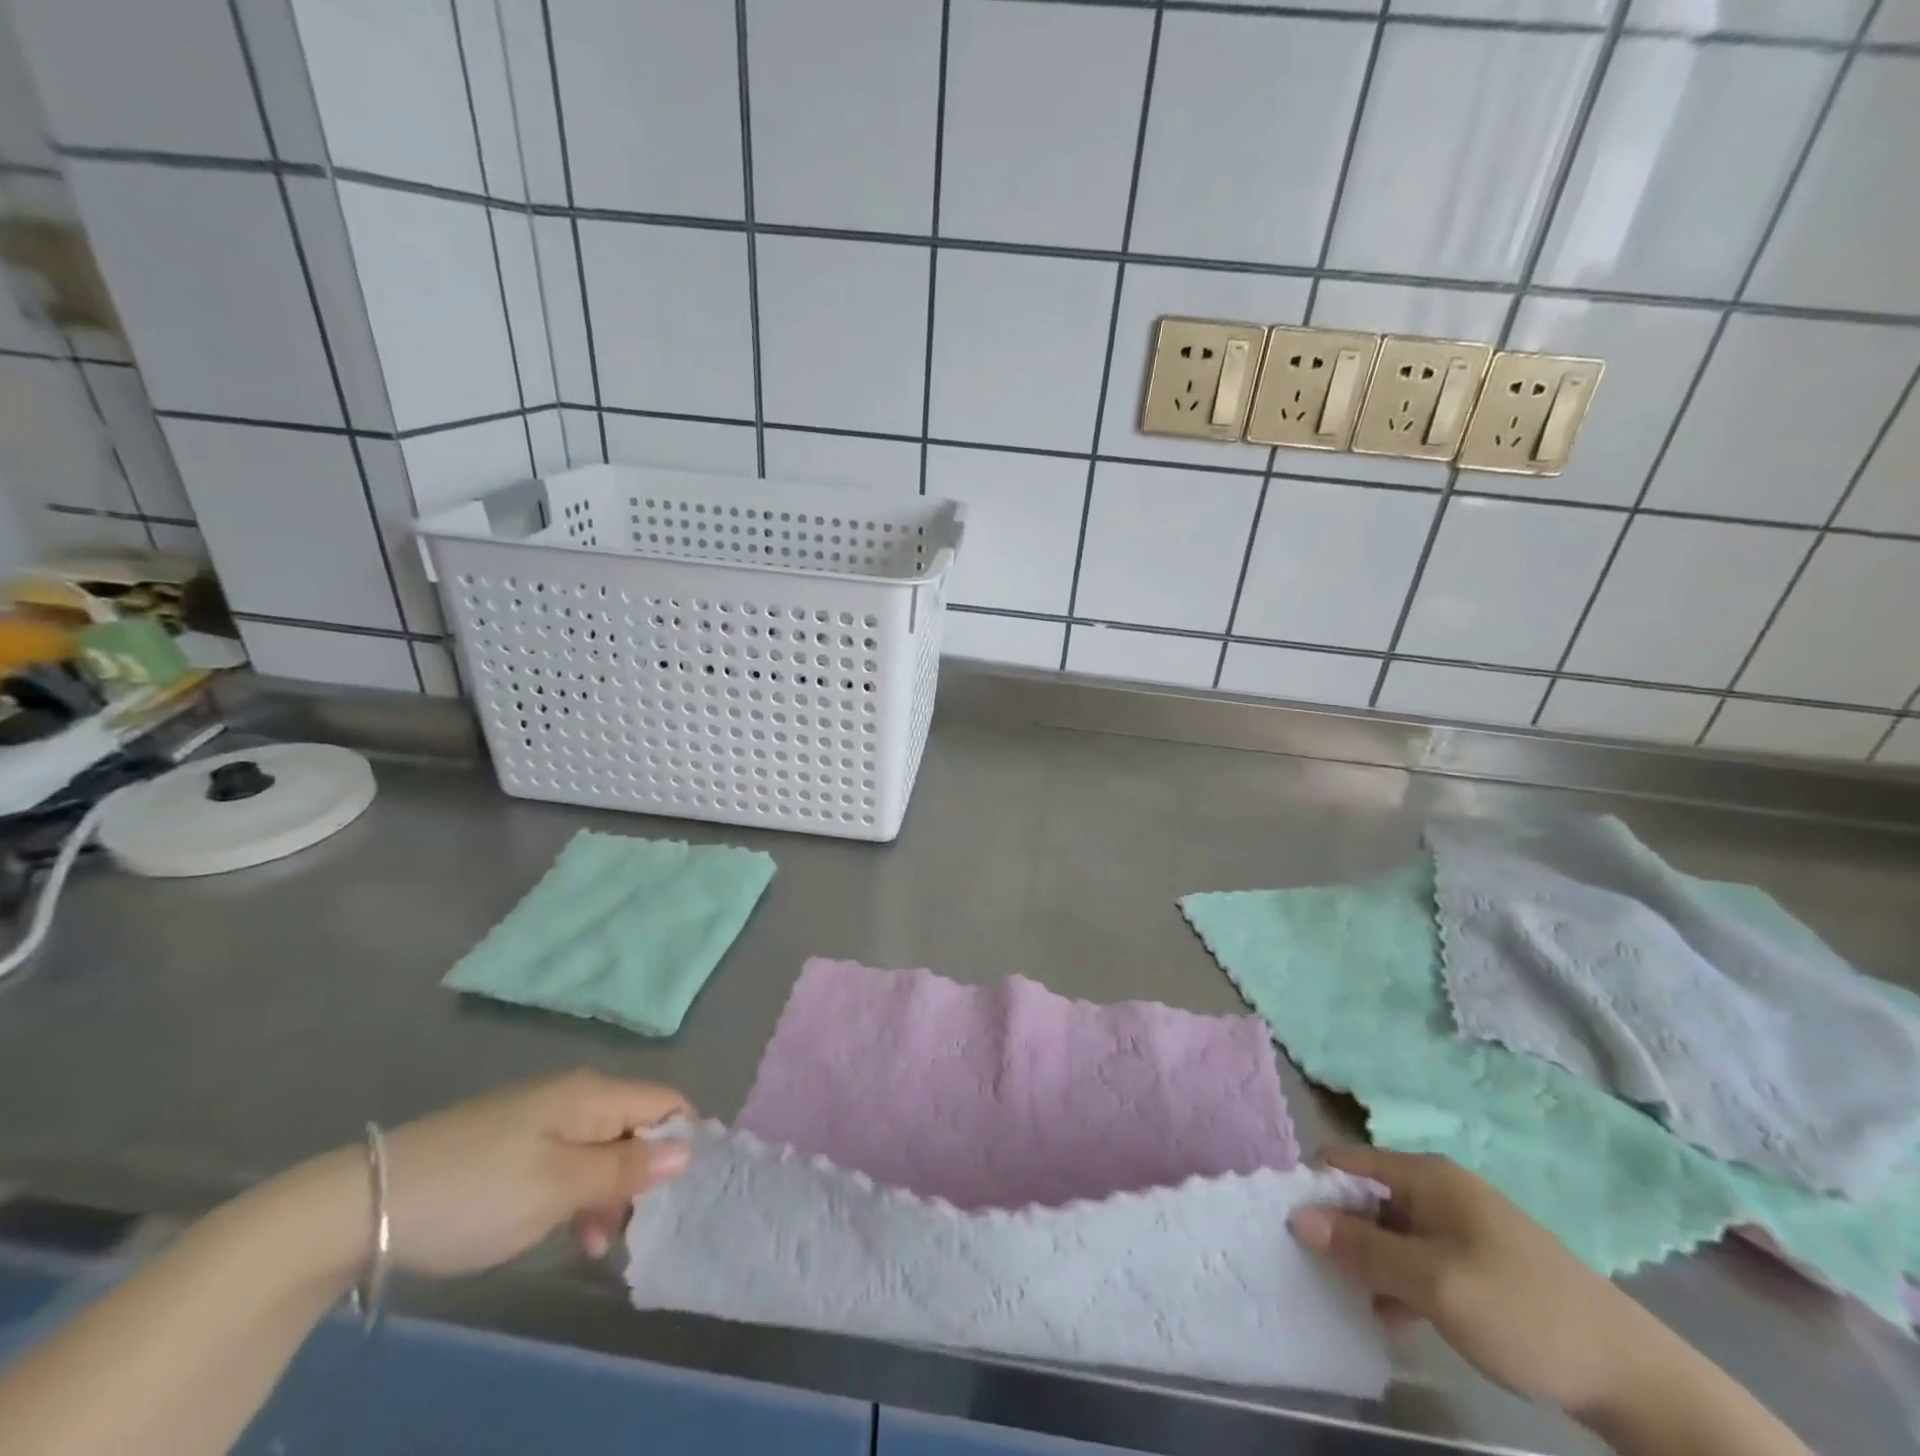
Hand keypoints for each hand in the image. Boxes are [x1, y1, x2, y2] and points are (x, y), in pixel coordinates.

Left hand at [292, 1070, 693, 1283]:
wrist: (362, 1204)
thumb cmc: (477, 1192)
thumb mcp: (560, 1187)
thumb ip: (626, 1169)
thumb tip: (688, 1149)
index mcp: (593, 1093)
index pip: (665, 1102)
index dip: (684, 1139)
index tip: (686, 1192)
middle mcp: (575, 1095)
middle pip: (635, 1126)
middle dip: (645, 1175)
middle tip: (637, 1230)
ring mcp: (541, 1118)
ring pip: (601, 1148)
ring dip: (609, 1193)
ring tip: (598, 1245)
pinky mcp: (513, 1143)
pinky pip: (567, 1161)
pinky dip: (577, 1194)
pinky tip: (567, 1233)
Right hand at [1289, 1147, 1673, 1419]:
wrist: (1635, 1378)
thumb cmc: (1523, 1313)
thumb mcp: (1434, 1284)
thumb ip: (1363, 1249)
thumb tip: (1297, 1217)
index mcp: (1426, 1176)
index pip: (1345, 1161)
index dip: (1314, 1189)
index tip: (1292, 1228)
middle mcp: (1438, 1189)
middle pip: (1365, 1196)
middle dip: (1340, 1231)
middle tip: (1323, 1274)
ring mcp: (1461, 1225)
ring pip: (1390, 1232)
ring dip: (1370, 1263)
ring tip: (1358, 1304)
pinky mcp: (1478, 1261)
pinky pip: (1418, 1258)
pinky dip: (1400, 1282)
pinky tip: (1397, 1320)